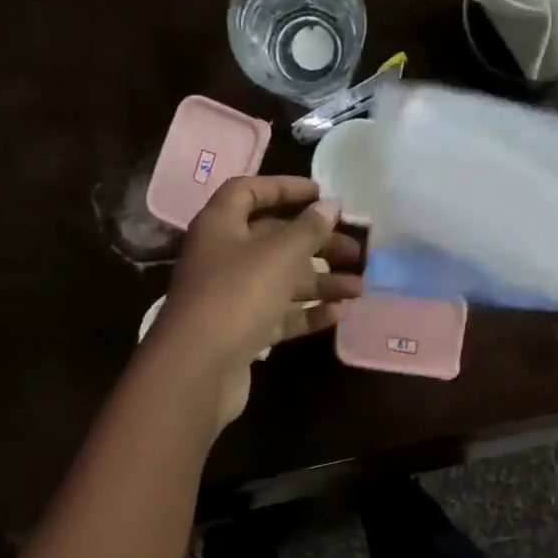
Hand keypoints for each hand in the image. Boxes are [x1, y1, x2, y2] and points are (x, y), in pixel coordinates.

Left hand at [148, 176, 362, 427]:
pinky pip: (279, 315)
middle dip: (316, 243)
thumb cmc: (236, 297)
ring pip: (281, 280)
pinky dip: (307, 313)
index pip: (249, 191)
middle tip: (355, 250)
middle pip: (273, 239)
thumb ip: (308, 229)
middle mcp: (223, 256)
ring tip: (359, 288)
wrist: (198, 369)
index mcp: (220, 226)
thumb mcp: (278, 256)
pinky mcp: (241, 331)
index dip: (284, 188)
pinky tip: (340, 314)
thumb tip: (331, 205)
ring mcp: (231, 297)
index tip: (322, 194)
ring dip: (320, 281)